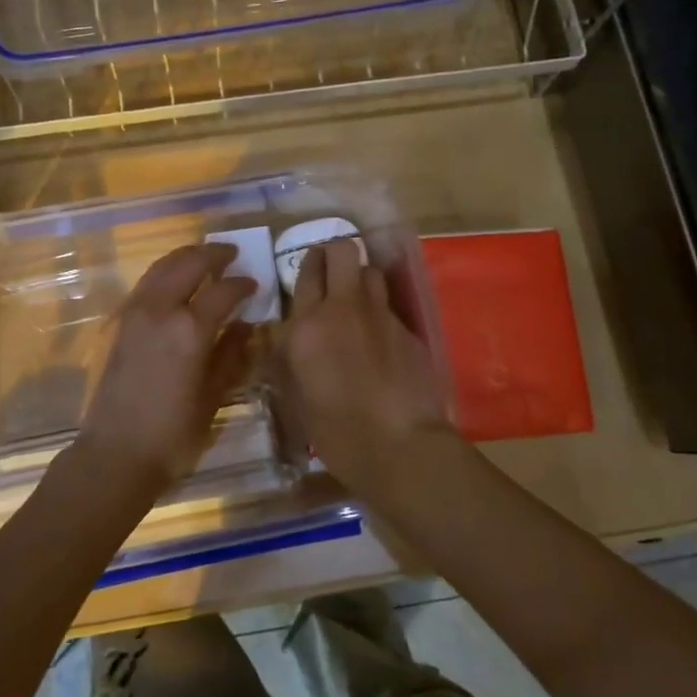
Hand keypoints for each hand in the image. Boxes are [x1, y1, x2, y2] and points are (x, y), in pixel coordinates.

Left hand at [77, 242, 254, 494]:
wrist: (115, 453)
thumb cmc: (173, 433)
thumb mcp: (213, 397)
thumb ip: (231, 355)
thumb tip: (245, 325)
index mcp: (189, 329)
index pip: (223, 290)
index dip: (242, 284)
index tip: (255, 284)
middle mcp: (160, 310)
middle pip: (189, 263)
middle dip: (213, 254)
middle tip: (232, 254)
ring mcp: (134, 313)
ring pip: (163, 266)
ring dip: (186, 257)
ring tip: (205, 259)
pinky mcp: (118, 322)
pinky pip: (146, 282)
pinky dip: (165, 272)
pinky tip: (176, 282)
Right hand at [278, 239, 455, 503]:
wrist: (399, 446)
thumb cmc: (336, 432)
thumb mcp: (296, 397)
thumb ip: (289, 359)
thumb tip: (288, 340)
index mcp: (306, 326)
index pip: (307, 272)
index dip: (309, 262)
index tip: (310, 267)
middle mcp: (343, 308)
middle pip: (343, 250)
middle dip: (336, 252)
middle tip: (331, 270)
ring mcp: (380, 315)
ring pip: (371, 271)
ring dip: (361, 277)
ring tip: (356, 299)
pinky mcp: (408, 329)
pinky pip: (390, 305)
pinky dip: (380, 312)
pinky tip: (380, 338)